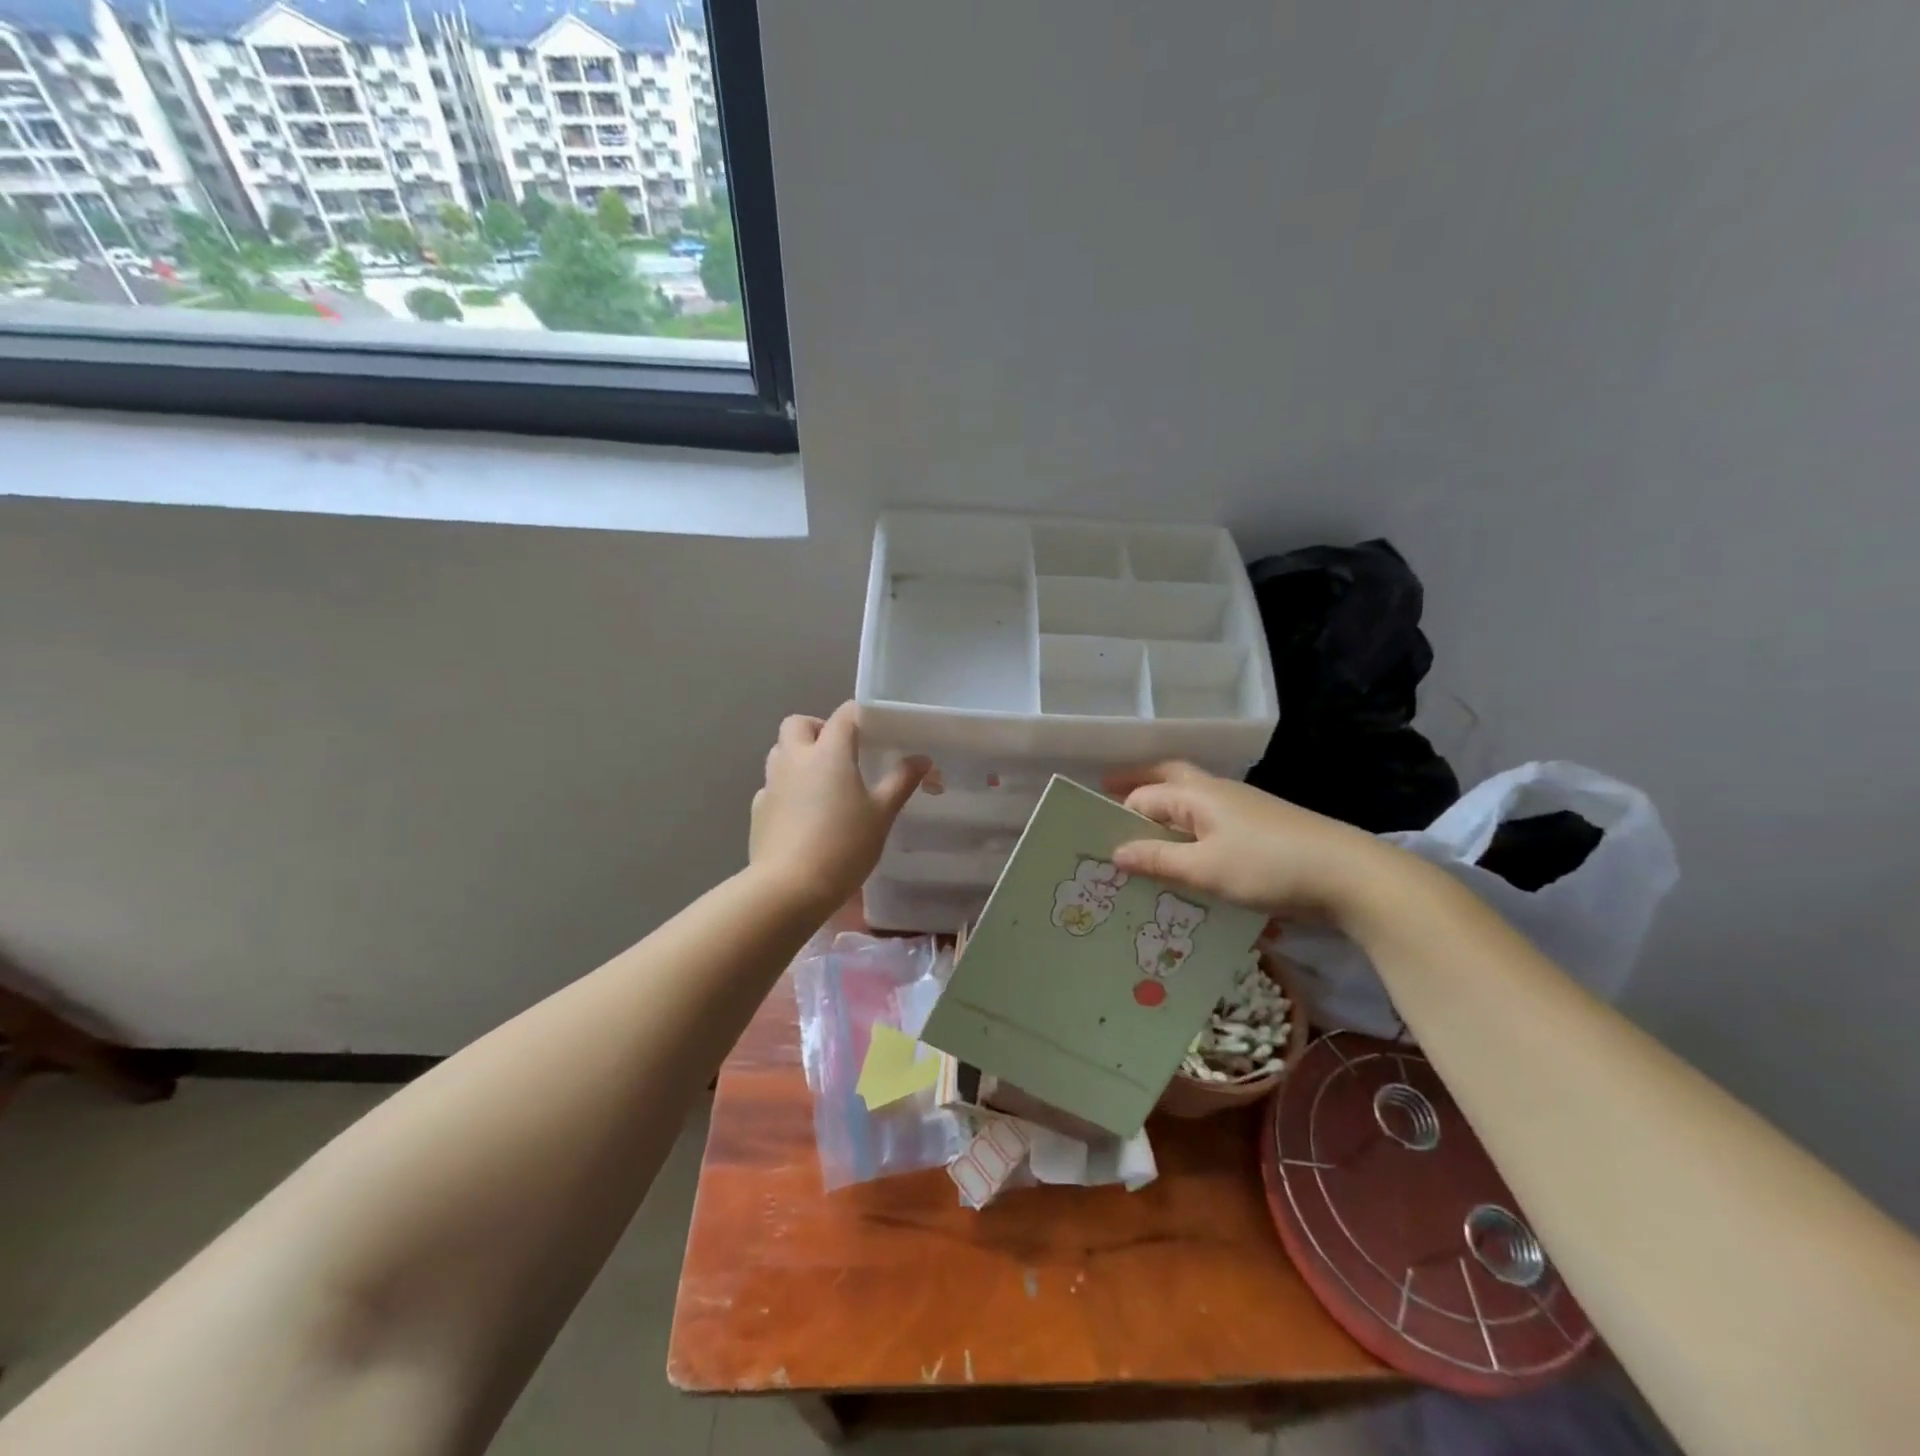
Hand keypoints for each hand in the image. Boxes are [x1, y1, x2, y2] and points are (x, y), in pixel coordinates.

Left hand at [750, 703, 929, 912]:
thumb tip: (921, 759)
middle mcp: (795, 759)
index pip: (844, 715)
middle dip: (818, 729)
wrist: (789, 888)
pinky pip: (772, 786)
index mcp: (828, 753)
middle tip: (841, 753)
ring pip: (780, 752)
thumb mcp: (882, 814)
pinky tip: (803, 814)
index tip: (876, 728)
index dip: (860, 715)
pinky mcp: (758, 810)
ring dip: (798, 756)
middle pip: (798, 724)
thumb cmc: (843, 845)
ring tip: (823, 782)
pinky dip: (787, 789)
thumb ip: (901, 781)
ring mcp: (771, 784)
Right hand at [1104, 761, 1388, 924]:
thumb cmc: (1268, 865)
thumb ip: (1159, 860)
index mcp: (1198, 794)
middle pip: (1169, 778)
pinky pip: (1212, 824)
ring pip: (1192, 802)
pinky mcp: (1262, 830)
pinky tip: (1190, 858)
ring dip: (1165, 812)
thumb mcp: (1206, 868)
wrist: (1349, 875)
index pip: (1145, 796)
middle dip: (1139, 784)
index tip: (1095, 834)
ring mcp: (1243, 809)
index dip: (1118, 813)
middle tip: (1109, 794)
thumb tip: (1115, 852)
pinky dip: (1191, 833)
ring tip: (1143, 837)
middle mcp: (1218, 792)